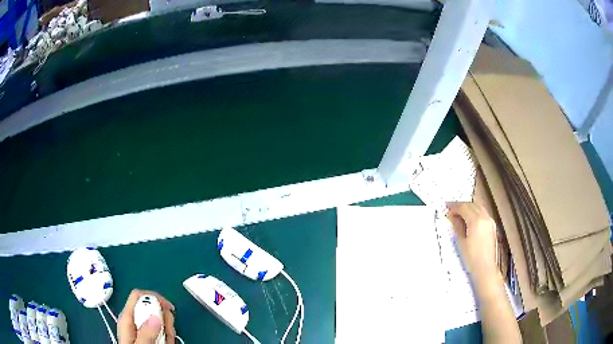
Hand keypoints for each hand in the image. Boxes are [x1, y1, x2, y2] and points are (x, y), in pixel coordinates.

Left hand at [118, 289, 176, 343]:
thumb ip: (145, 332)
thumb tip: (155, 316)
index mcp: (127, 318)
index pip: (138, 295)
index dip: (154, 297)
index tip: (168, 308)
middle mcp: (134, 320)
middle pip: (151, 307)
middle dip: (164, 318)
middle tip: (169, 333)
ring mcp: (142, 328)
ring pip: (159, 319)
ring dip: (168, 329)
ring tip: (167, 342)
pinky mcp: (149, 335)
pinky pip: (161, 329)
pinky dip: (168, 336)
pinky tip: (166, 343)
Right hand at [446, 202, 497, 279]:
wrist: (485, 268)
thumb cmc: (471, 258)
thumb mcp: (461, 242)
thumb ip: (457, 226)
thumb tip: (451, 216)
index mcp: (476, 221)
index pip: (464, 207)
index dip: (454, 206)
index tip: (446, 207)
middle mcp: (485, 217)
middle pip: (472, 204)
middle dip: (461, 205)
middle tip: (451, 209)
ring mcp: (490, 221)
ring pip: (478, 207)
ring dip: (468, 207)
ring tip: (459, 212)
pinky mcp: (492, 225)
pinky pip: (483, 212)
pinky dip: (475, 211)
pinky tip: (469, 218)